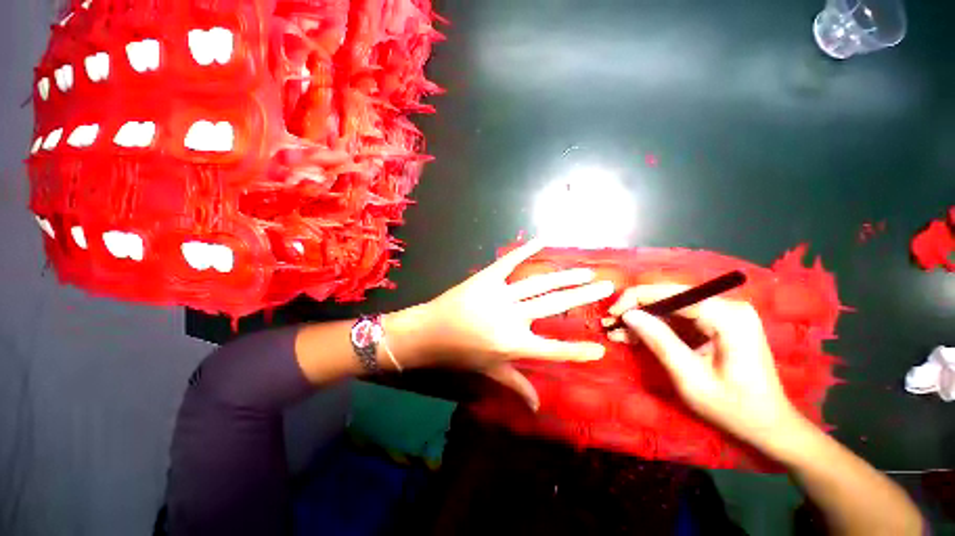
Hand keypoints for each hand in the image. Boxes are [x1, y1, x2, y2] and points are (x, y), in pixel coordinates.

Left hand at [418, 239, 614, 409]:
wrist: (429, 331)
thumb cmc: (460, 354)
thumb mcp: (489, 371)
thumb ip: (517, 384)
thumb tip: (538, 407)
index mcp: (513, 344)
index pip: (553, 350)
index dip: (577, 351)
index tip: (600, 348)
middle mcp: (511, 317)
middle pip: (553, 305)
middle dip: (581, 296)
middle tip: (605, 286)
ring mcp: (500, 294)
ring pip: (539, 284)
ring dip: (564, 276)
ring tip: (585, 271)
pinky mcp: (487, 278)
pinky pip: (509, 261)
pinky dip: (526, 250)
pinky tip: (542, 240)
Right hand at [605, 285, 803, 448]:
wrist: (769, 426)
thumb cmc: (734, 408)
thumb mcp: (690, 378)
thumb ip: (659, 341)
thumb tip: (628, 315)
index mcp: (727, 316)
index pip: (671, 293)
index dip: (636, 300)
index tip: (612, 314)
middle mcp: (727, 306)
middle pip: (669, 298)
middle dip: (636, 311)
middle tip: (610, 325)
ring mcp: (724, 315)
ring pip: (670, 309)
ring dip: (643, 321)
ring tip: (617, 332)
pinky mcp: (718, 324)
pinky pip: (679, 320)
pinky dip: (656, 329)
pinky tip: (635, 337)